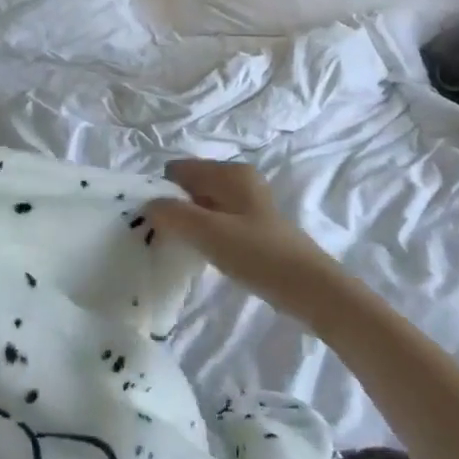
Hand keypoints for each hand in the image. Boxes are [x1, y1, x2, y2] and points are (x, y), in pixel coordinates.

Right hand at [147, 159, 336, 303]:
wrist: (310, 289)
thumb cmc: (258, 254)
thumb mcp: (208, 232)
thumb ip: (173, 214)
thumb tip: (148, 205)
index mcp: (230, 172)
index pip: (178, 169)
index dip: (161, 191)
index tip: (152, 220)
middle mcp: (239, 180)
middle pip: (190, 186)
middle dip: (173, 207)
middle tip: (163, 237)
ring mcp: (248, 204)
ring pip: (203, 205)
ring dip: (188, 223)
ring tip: (182, 247)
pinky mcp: (253, 227)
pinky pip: (216, 221)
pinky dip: (204, 233)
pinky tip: (204, 254)